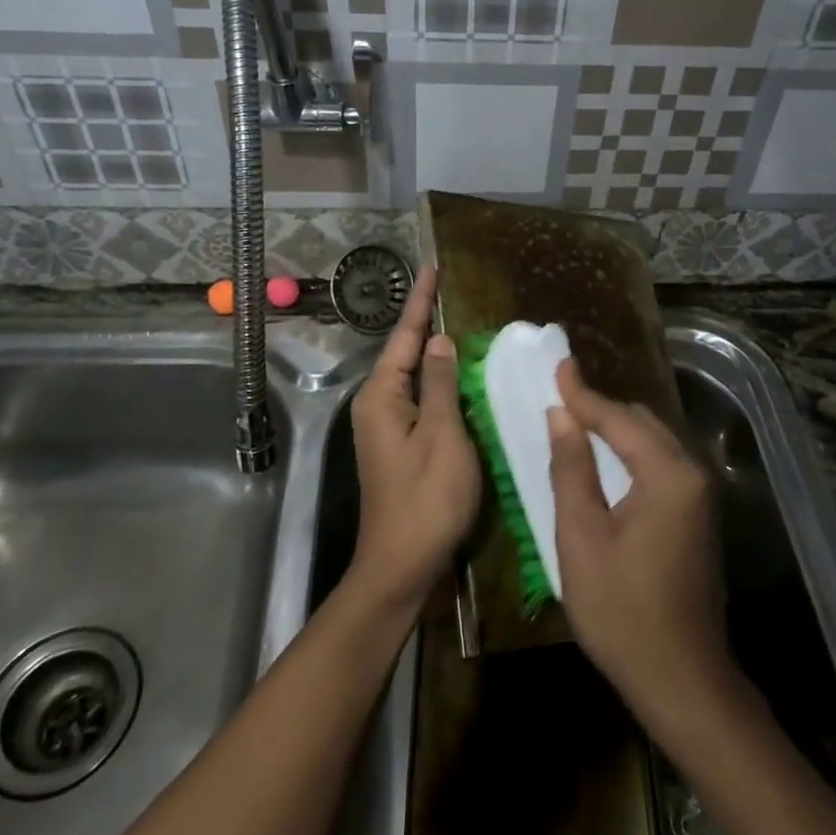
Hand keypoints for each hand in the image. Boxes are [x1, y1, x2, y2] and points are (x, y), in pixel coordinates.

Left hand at [346, 268, 481, 610]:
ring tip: (456, 321)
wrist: (401, 566)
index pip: (406, 336)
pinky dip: (438, 381)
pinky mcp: (399, 445)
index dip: (420, 301)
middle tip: (448, 290)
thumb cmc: (426, 499)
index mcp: (383, 396)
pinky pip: (420, 399)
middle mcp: (378, 405)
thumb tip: (437, 340)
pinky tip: (457, 374)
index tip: (431, 267)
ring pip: (413, 377)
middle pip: (405, 353)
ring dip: (432, 351)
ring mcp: (386, 427)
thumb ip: (440, 383)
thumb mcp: (442, 435)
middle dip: (425, 321)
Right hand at [547, 362, 735, 736]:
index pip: (619, 418)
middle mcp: (693, 473)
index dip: (583, 393)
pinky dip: (632, 451)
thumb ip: (572, 469)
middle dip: (601, 407)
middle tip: (561, 393)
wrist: (682, 679)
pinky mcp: (698, 513)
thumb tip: (561, 415)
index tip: (558, 365)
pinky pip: (662, 462)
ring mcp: (701, 494)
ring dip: (617, 427)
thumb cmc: (622, 612)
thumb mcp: (582, 538)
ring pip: (654, 440)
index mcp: (668, 474)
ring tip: (576, 418)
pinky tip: (606, 456)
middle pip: (642, 422)